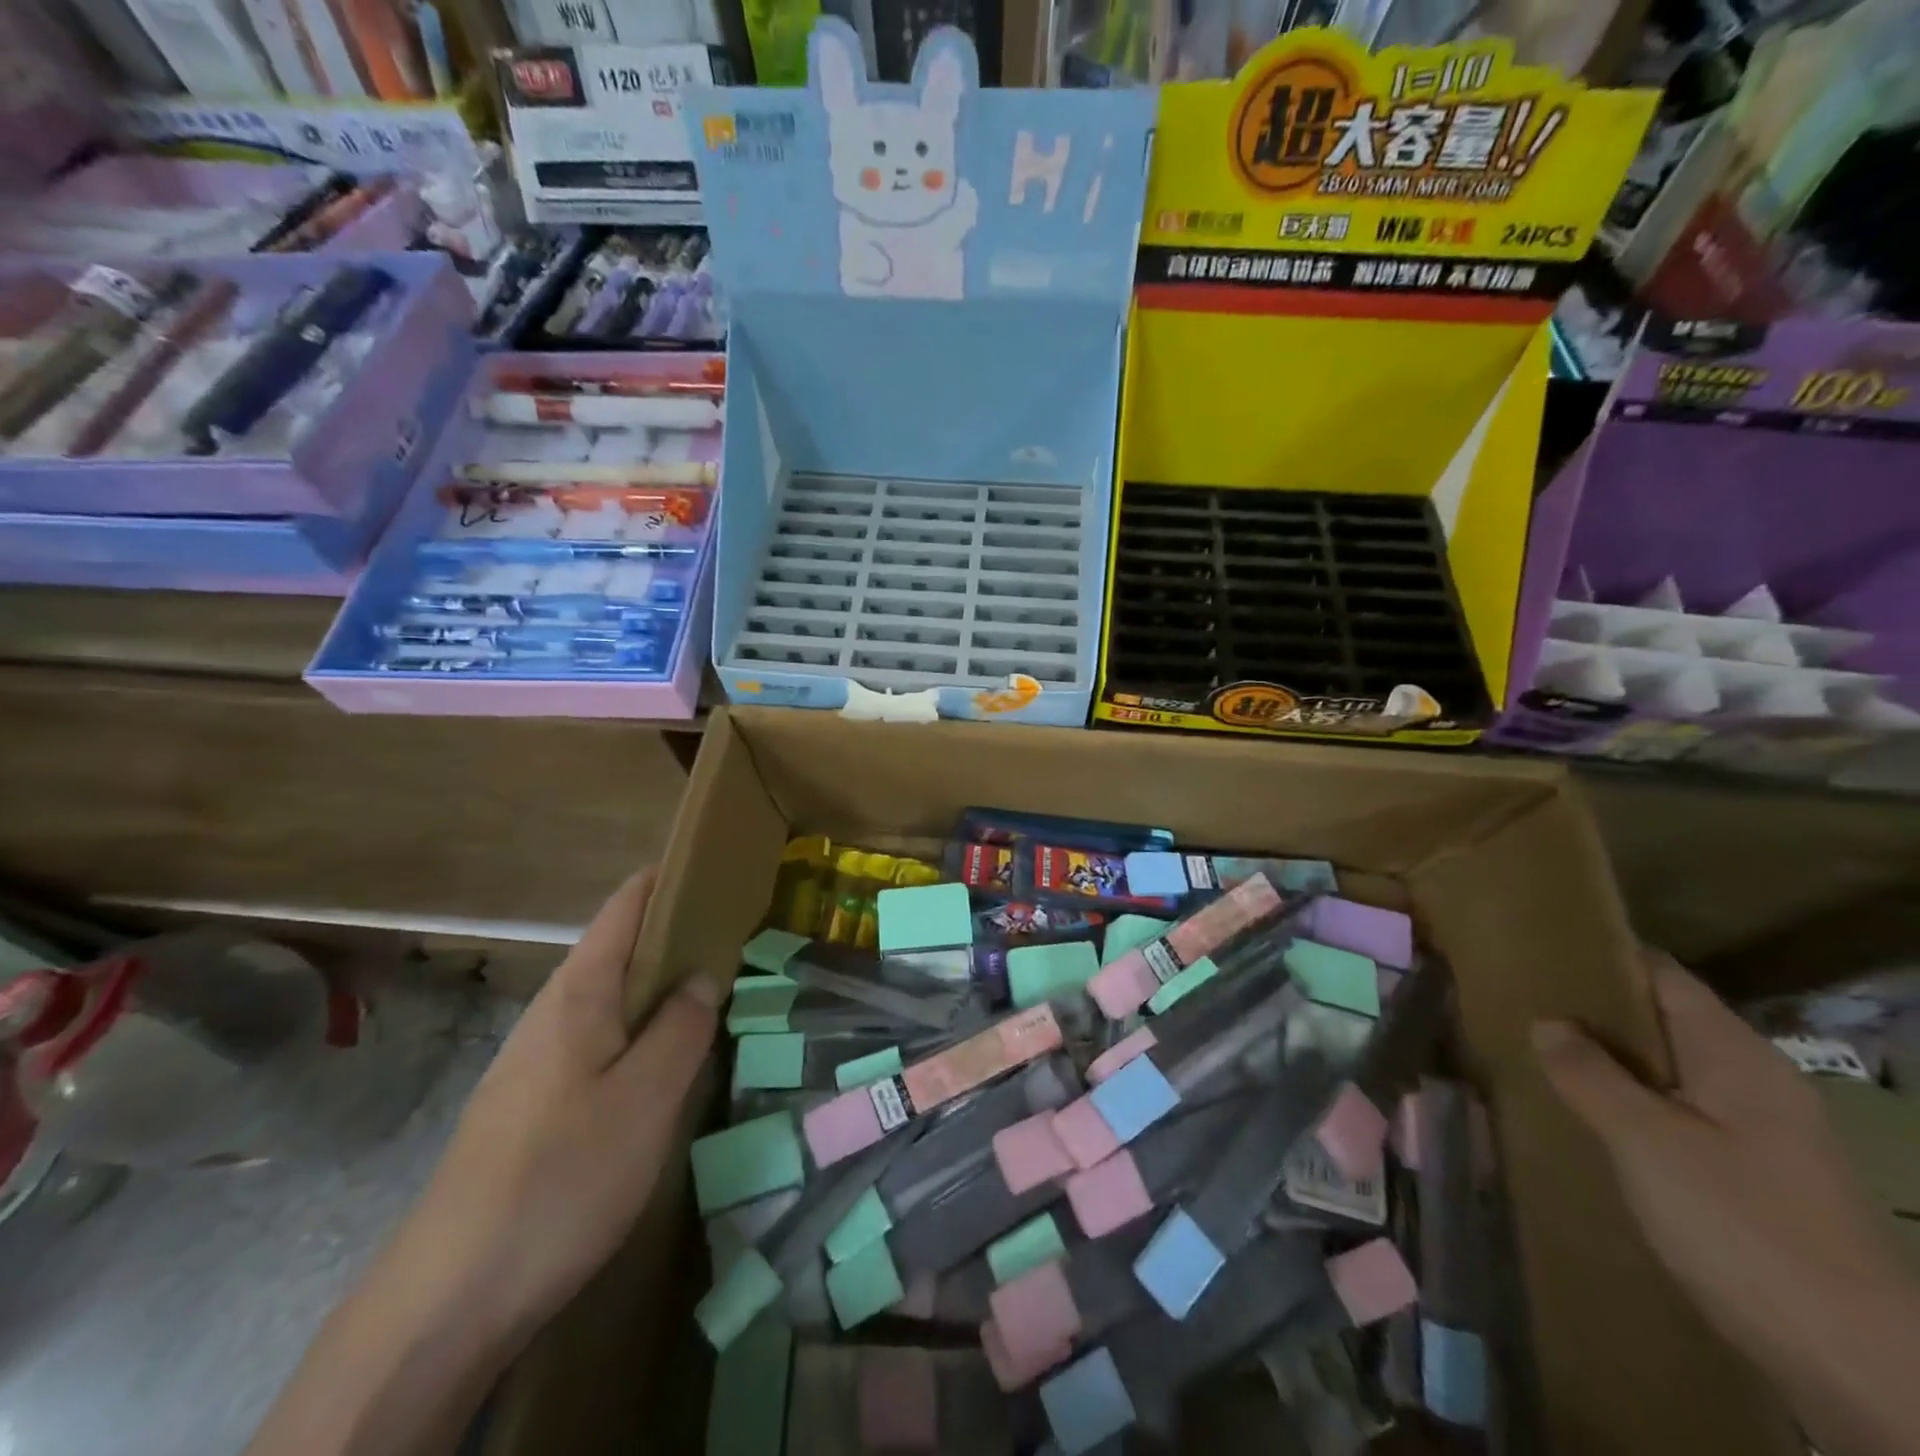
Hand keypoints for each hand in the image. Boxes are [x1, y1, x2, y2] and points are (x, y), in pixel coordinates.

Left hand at [248, 869, 723, 1455]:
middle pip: (619, 947)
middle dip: (677, 934)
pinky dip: (639, 1029)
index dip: (671, 878)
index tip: (722, 871)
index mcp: (579, 992)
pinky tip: (663, 1063)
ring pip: (610, 997)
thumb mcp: (646, 1098)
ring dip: (660, 985)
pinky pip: (598, 1039)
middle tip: (740, 939)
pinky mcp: (533, 1102)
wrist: (448, 1299)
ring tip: (715, 994)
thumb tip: (703, 974)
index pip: (627, 905)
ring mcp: (536, 1058)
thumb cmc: (561, 1177)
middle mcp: (552, 1011)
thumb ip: (682, 1027)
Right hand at [1533, 951, 1919, 1455]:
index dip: (1600, 957)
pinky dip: (1627, 1104)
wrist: (1859, 1365)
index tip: (1534, 950)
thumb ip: (1590, 1074)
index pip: (1661, 976)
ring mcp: (1759, 1132)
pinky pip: (1676, 1114)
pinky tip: (1584, 1117)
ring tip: (1534, 1054)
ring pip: (1666, 1072)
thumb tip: (1547, 1023)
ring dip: (1606, 1062)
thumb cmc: (1744, 1228)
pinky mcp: (1752, 1176)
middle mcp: (1753, 1082)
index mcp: (1736, 1057)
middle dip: (1592, 1012)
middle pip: (1662, 1022)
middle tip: (1516, 1003)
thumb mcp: (1647, 1142)